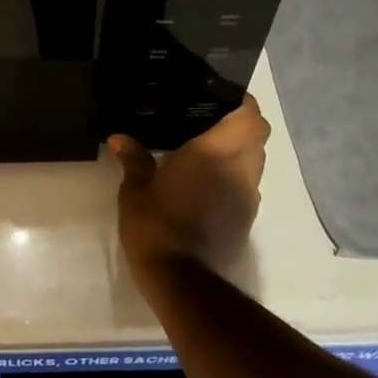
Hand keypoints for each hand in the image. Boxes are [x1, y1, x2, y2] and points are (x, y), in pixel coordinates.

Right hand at [109, 96, 269, 278]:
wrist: (181, 279)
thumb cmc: (156, 224)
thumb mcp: (135, 190)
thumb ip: (133, 160)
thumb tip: (120, 138)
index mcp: (215, 153)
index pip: (249, 117)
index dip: (242, 103)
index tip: (222, 98)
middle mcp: (240, 170)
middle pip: (258, 135)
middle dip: (242, 125)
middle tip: (212, 121)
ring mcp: (248, 197)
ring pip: (256, 162)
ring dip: (241, 152)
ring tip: (209, 151)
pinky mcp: (247, 219)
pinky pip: (249, 185)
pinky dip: (236, 177)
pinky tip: (208, 184)